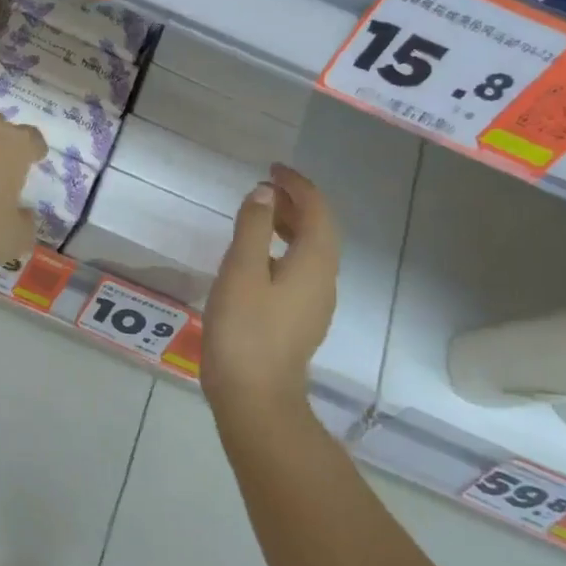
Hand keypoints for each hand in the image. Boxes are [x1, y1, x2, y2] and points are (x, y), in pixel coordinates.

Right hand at [200, 164, 340, 419]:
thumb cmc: (245, 330)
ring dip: (291, 226)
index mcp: (314, 263)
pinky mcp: (300, 320)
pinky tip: (259, 257)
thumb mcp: (241, 271)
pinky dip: (285, 249)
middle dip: (297, 203)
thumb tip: (264, 193)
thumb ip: (252, 227)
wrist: (255, 396)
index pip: (317, 211)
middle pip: (320, 230)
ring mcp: (315, 303)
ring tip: (260, 214)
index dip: (298, 185)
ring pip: (311, 251)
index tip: (272, 169)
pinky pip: (301, 270)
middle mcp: (324, 280)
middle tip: (265, 186)